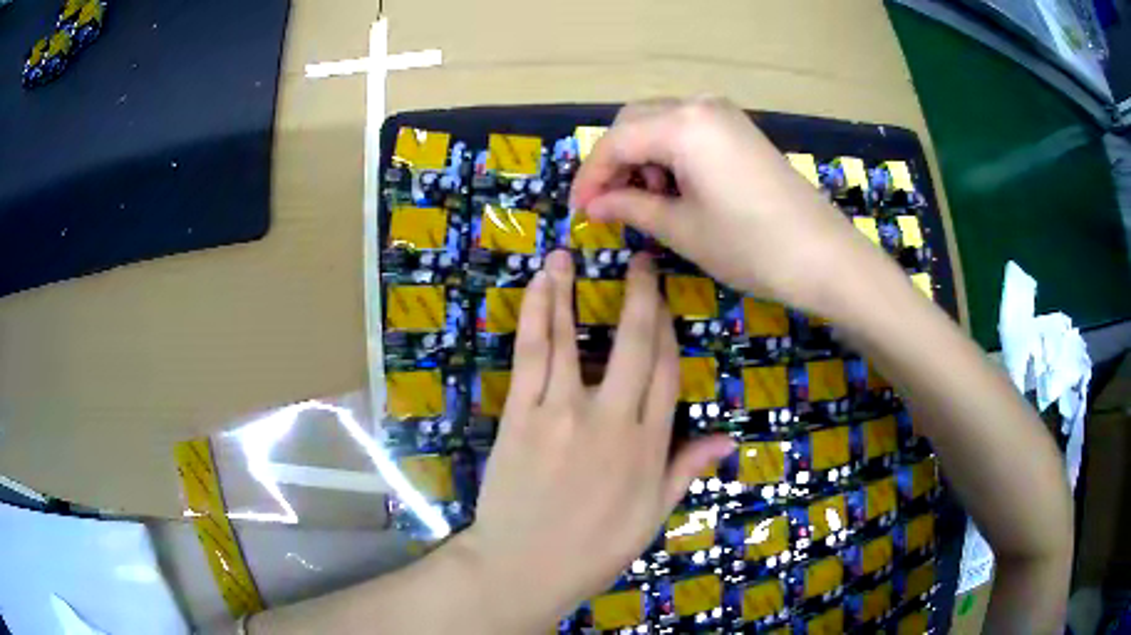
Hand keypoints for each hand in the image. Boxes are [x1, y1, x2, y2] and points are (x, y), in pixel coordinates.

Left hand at [460, 250, 733, 630]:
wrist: (524, 567)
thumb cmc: (594, 549)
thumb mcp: (653, 517)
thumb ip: (686, 471)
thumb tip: (728, 439)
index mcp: (648, 446)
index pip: (668, 371)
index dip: (669, 329)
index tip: (665, 300)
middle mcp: (611, 419)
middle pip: (633, 344)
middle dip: (639, 296)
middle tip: (638, 261)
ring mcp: (561, 413)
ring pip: (572, 338)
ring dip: (570, 292)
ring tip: (567, 255)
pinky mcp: (520, 414)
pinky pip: (531, 356)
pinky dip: (536, 317)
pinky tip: (539, 290)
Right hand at [571, 97, 885, 316]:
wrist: (825, 257)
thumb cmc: (751, 246)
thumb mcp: (682, 229)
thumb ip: (630, 207)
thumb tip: (593, 205)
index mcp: (682, 125)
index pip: (615, 142)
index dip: (590, 177)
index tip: (578, 211)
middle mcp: (700, 105)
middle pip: (634, 122)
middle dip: (614, 162)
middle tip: (608, 205)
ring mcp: (724, 115)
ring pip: (660, 124)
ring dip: (641, 157)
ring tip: (646, 202)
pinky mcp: (740, 130)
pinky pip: (688, 131)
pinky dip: (669, 154)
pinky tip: (676, 188)